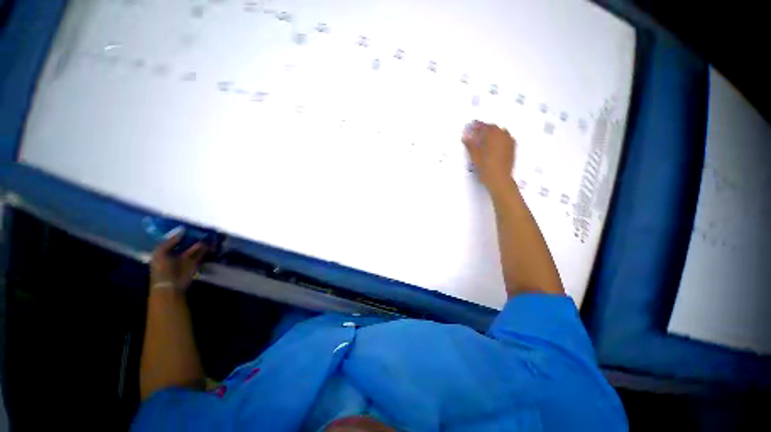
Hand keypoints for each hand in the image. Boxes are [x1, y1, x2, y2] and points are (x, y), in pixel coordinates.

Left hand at [150, 227, 207, 292]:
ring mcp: (187, 258)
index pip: (173, 239)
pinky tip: (211, 242)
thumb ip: (170, 242)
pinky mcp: (196, 262)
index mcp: (165, 251)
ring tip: (207, 234)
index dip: (179, 233)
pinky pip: (202, 253)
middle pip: (185, 242)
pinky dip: (207, 248)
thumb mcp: (160, 253)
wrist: (171, 285)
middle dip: (192, 236)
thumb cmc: (162, 269)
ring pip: (195, 247)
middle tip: (200, 228)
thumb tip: (182, 231)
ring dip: (200, 241)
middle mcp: (176, 253)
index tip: (187, 225)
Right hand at [462, 121, 515, 194]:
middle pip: (493, 128)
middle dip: (485, 129)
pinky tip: (494, 146)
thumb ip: (470, 145)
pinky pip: (506, 138)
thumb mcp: (475, 157)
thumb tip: (465, 136)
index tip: (471, 127)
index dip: (476, 126)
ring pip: (501, 132)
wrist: (500, 180)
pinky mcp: (512, 149)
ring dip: (493, 133)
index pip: (484, 126)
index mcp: (493, 137)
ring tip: (485, 140)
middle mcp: (503, 137)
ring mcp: (509, 142)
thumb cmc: (487, 169)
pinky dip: (499, 139)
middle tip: (477, 134)